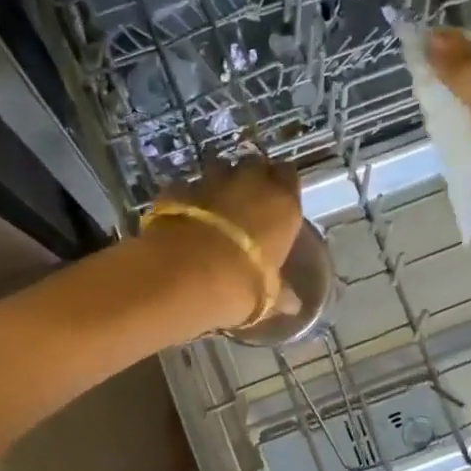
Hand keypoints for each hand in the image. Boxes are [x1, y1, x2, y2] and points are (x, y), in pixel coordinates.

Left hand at [142, 157, 304, 329]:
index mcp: (282, 202)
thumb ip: (280, 293)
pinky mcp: (176, 190)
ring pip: (219, 168)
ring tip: (214, 206)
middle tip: (247, 201)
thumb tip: (294, 306)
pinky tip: (184, 216)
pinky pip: (186, 187)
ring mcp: (210, 181)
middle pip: (254, 165)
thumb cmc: (240, 284)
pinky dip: (186, 198)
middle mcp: (249, 182)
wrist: (184, 275)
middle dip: (251, 178)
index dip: (282, 185)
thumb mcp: (267, 296)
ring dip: (219, 182)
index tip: (278, 200)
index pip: (288, 176)